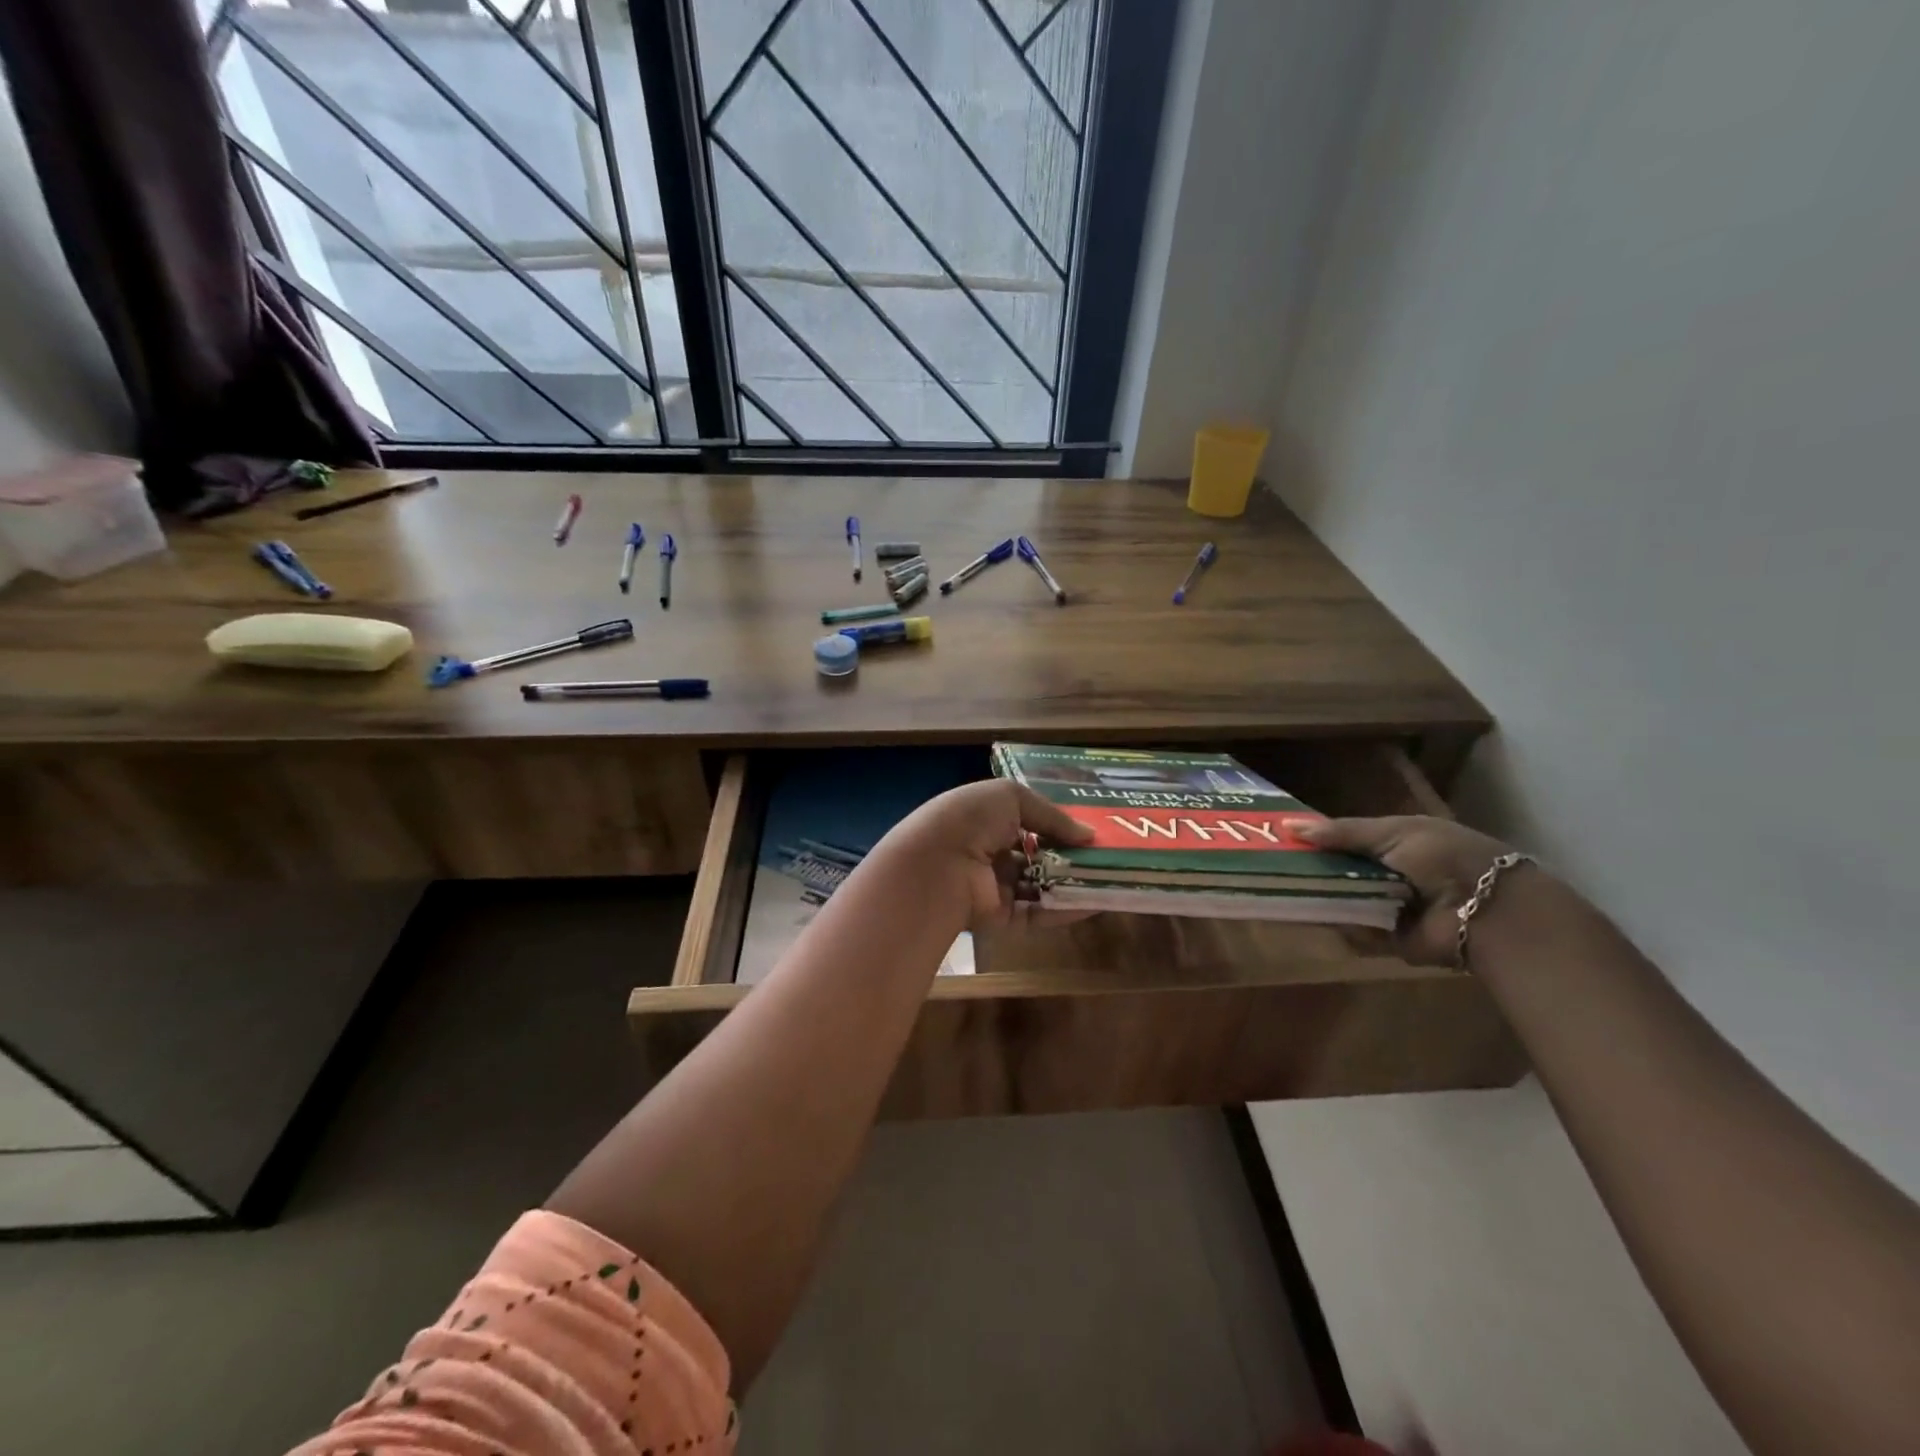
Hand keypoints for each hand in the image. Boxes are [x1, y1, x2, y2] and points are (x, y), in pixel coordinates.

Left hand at [881, 780, 1095, 932]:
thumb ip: (1052, 816)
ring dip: (1072, 884)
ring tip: (1108, 882)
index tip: (1091, 832)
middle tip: (1107, 859)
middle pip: (1036, 857)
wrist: (937, 865)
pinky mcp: (999, 919)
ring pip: (1039, 887)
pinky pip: (1036, 914)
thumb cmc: (970, 819)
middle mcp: (988, 854)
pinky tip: (1092, 904)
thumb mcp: (1011, 797)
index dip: (1057, 827)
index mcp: (984, 820)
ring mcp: (993, 888)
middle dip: (1069, 858)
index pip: (1026, 824)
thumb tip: (1089, 835)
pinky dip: (1063, 910)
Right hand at [1285, 814, 1520, 965]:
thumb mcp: (1392, 832)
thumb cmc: (1442, 857)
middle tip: (1271, 866)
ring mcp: (1386, 907)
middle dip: (1310, 870)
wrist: (1485, 909)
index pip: (1344, 840)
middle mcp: (1388, 874)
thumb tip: (1288, 825)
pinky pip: (1352, 930)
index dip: (1315, 839)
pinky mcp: (1387, 939)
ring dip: (1319, 896)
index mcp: (1393, 843)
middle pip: (1338, 871)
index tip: (1279, 837)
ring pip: (1340, 900)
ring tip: (1281, 889)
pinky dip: (1338, 924)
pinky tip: (1312, 914)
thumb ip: (1341, 832)